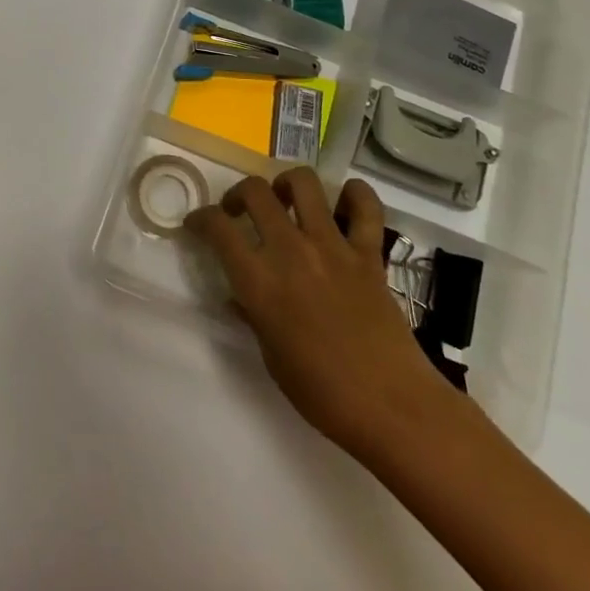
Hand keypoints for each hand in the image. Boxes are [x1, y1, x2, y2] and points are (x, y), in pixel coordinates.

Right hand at [185, 170, 454, 460]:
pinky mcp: (368, 253)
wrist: (391, 407)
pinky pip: (365, 207)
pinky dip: (354, 195)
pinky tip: (343, 202)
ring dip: (286, 183)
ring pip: (303, 183)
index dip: (200, 218)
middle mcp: (291, 252)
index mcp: (259, 281)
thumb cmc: (322, 393)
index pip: (218, 228)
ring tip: (285, 200)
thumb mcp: (271, 356)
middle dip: (238, 193)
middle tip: (239, 211)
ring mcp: (332, 247)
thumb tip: (241, 297)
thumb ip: (253, 316)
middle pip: (255, 192)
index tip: (198, 224)